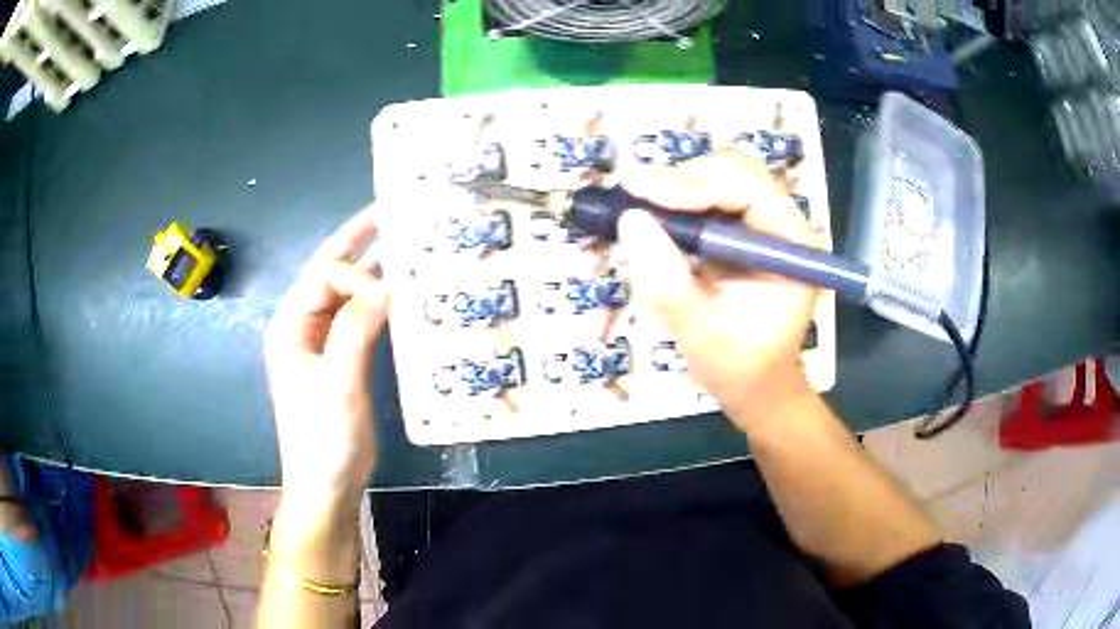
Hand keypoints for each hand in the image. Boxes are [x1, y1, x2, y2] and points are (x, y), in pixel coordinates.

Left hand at [264, 207, 390, 500]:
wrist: (326, 486)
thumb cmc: (324, 439)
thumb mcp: (338, 385)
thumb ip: (357, 331)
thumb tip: (389, 285)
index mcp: (290, 326)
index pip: (324, 276)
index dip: (357, 275)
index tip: (392, 293)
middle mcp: (302, 326)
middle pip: (330, 274)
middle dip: (360, 243)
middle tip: (394, 212)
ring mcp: (320, 343)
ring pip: (345, 294)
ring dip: (372, 271)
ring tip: (404, 246)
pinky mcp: (338, 359)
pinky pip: (357, 319)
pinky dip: (377, 303)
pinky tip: (401, 295)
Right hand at [617, 156, 819, 432]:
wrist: (754, 386)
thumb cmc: (740, 368)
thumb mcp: (701, 333)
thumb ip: (668, 283)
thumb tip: (630, 220)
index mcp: (793, 245)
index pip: (751, 190)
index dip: (697, 185)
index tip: (643, 193)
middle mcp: (782, 224)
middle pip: (735, 173)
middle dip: (683, 179)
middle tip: (634, 193)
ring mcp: (762, 225)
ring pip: (719, 180)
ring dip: (676, 187)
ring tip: (635, 202)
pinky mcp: (739, 232)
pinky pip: (707, 201)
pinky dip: (675, 203)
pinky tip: (649, 215)